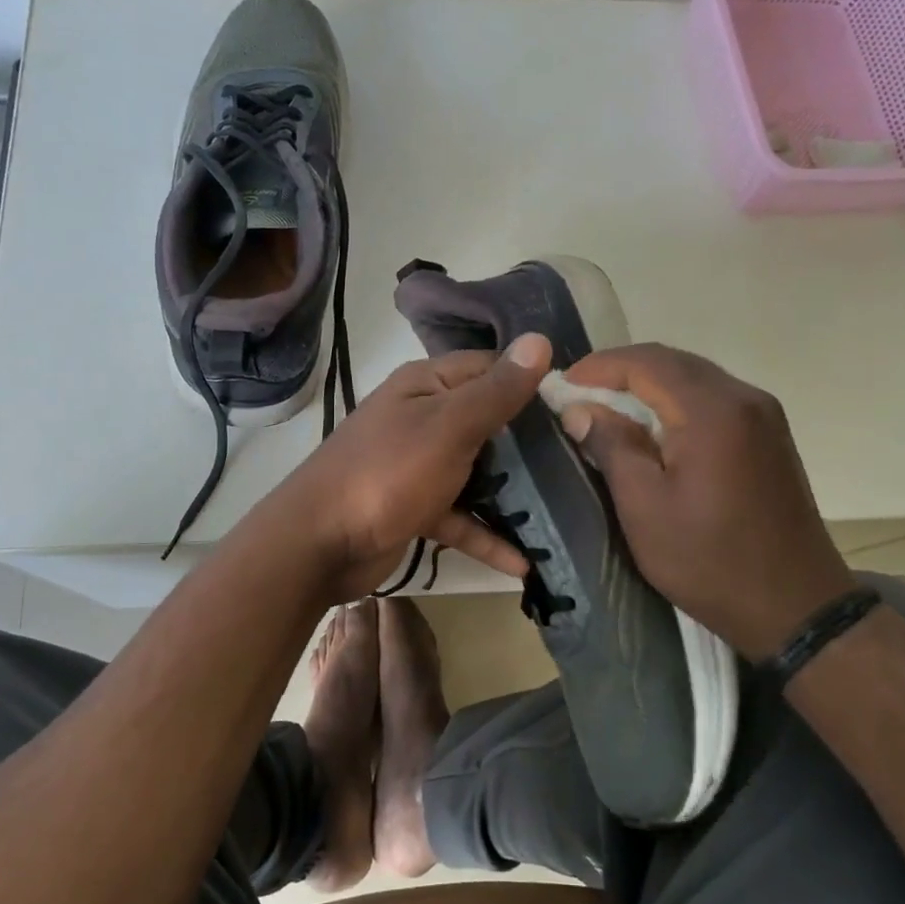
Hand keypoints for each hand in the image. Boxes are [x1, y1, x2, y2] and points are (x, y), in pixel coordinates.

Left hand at [253, 333, 553, 601]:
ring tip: (568, 508)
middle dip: (531, 441)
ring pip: (477, 472)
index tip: (581, 405)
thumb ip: (496, 391)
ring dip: (514, 492)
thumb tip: (540, 341)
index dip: (532, 381)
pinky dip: (486, 536)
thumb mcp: (449, 426)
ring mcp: (418, 465)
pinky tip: (525, 563)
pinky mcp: (415, 508)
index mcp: (427, 386)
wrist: (319, 543)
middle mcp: (423, 418)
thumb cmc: (388, 473)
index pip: (490, 369)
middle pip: (488, 422)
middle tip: (585, 459)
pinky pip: (460, 517)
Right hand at [557, 343, 854, 656]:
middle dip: (621, 370)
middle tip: (578, 392)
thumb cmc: (710, 561)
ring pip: (694, 378)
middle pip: (673, 362)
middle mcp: (745, 399)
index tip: (562, 384)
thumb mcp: (645, 508)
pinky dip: (675, 400)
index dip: (599, 366)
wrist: (796, 608)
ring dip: (648, 384)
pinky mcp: (770, 437)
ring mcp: (764, 416)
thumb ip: (612, 447)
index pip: (647, 363)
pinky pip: (713, 399)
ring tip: (606, 406)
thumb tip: (580, 408)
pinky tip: (651, 425)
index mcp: (713, 412)